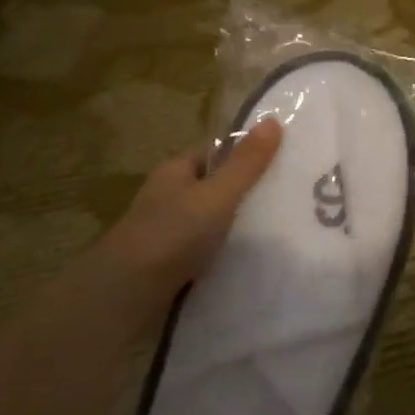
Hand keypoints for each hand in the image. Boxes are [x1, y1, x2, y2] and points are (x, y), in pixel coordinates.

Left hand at [96, 118, 283, 304]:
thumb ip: (246, 163)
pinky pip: (205, 249)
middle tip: (286, 197)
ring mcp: (166, 232)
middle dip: (243, 192)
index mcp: (175, 171)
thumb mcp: (218, 194)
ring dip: (234, 225)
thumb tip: (273, 120)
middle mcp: (168, 197)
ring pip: (209, 220)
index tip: (280, 162)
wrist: (127, 295)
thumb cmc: (173, 232)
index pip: (213, 153)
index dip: (243, 154)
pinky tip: (249, 259)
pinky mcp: (169, 264)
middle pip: (212, 186)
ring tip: (276, 229)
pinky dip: (224, 251)